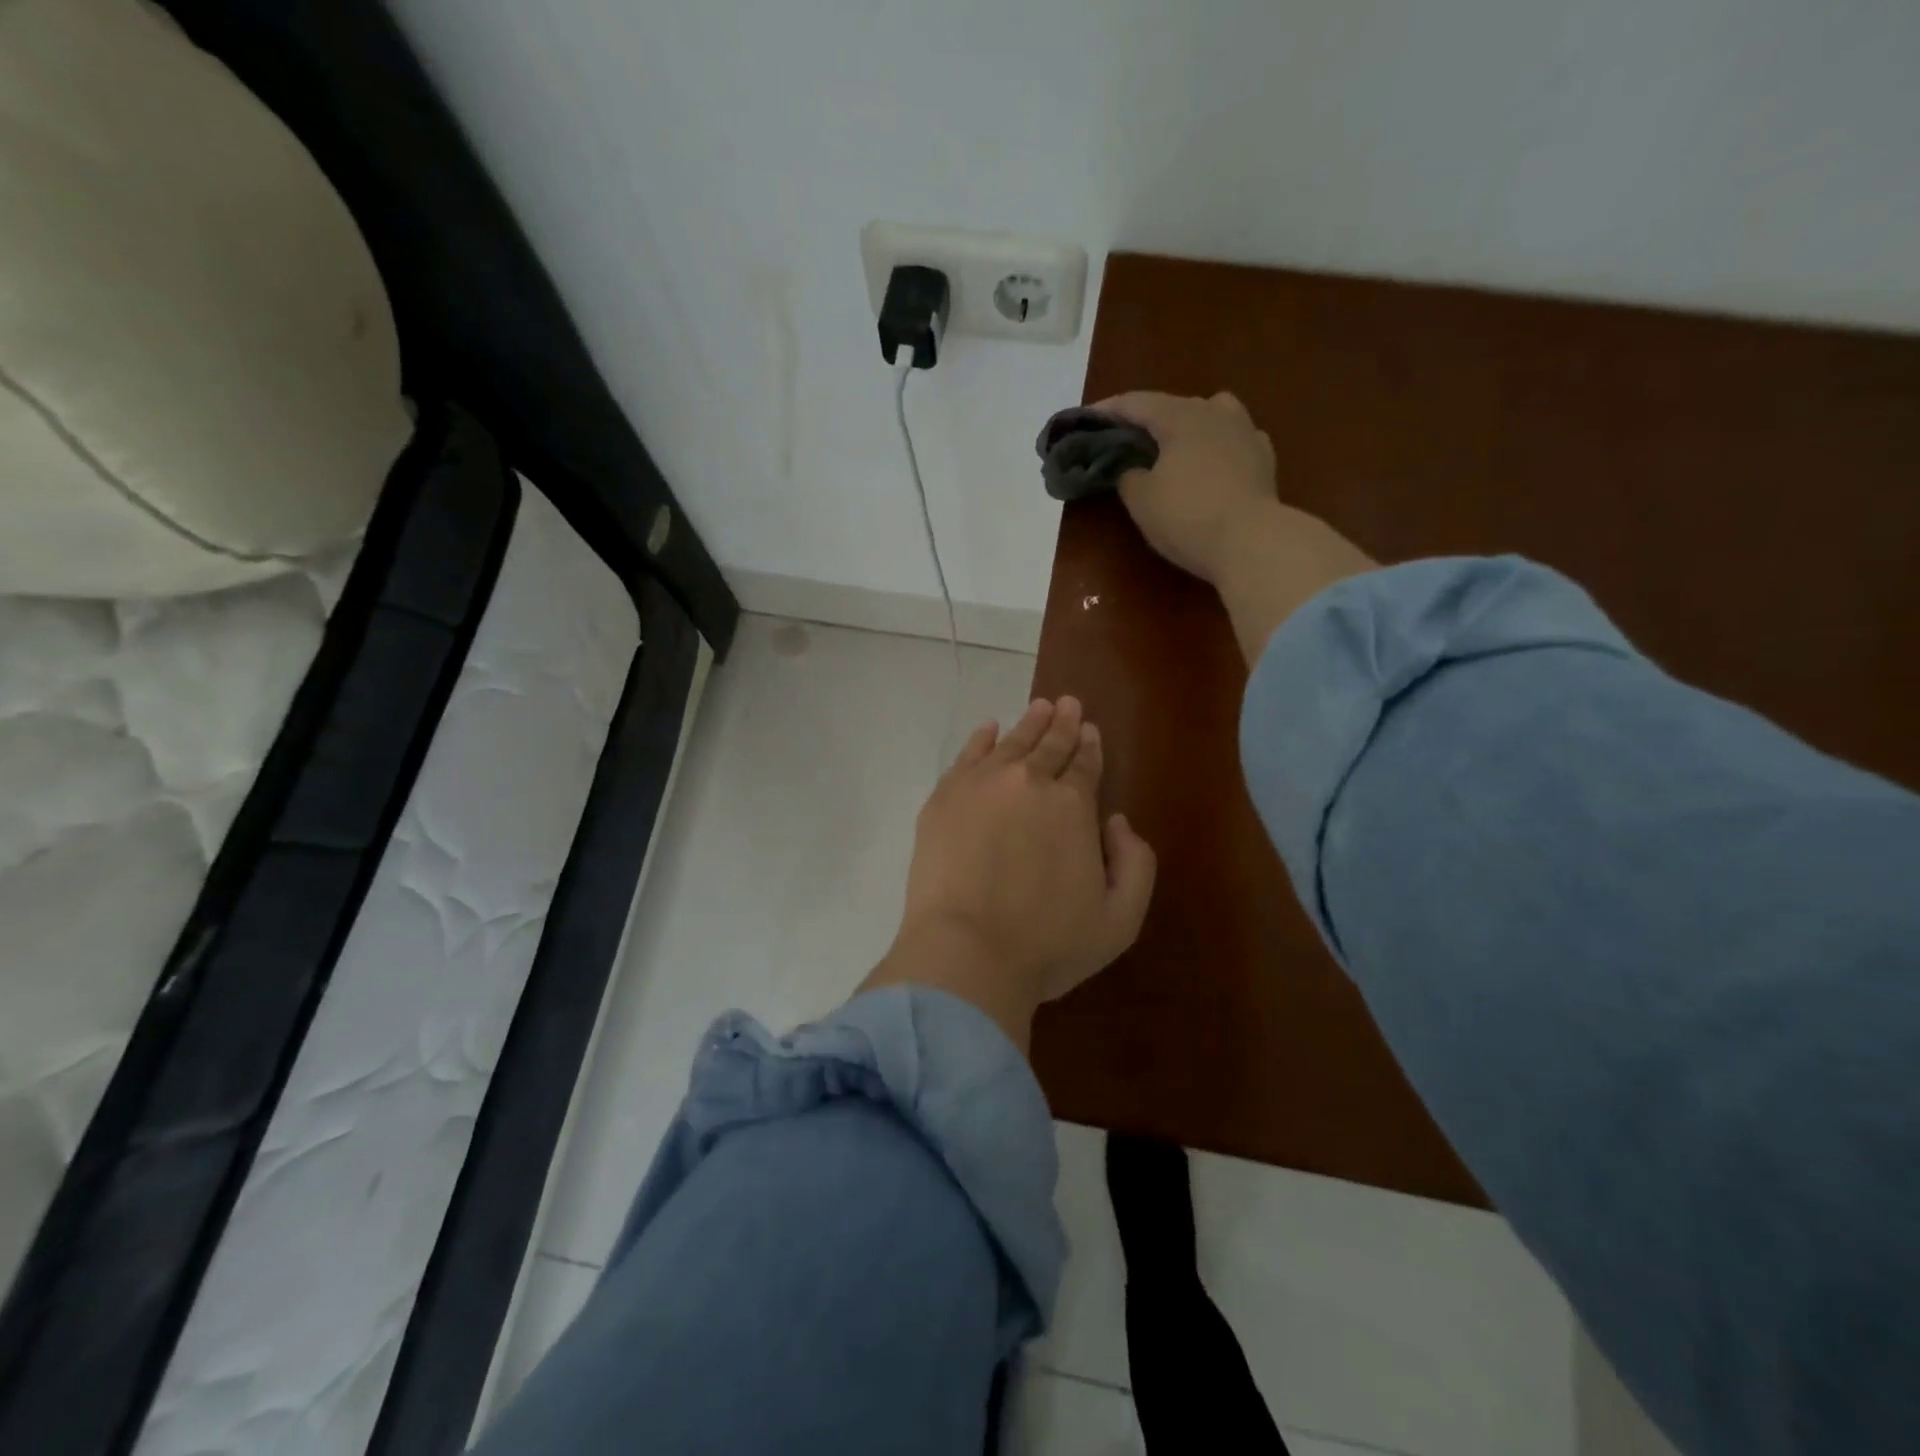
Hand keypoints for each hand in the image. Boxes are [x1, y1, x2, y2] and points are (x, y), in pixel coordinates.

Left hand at [862, 697, 1156, 1052]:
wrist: (967, 952)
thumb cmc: (1048, 944)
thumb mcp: (1120, 918)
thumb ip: (1135, 863)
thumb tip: (1117, 821)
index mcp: (1073, 806)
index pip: (1084, 765)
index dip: (1089, 746)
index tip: (1089, 730)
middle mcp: (1029, 782)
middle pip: (1049, 745)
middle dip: (1062, 723)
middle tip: (1067, 703)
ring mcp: (981, 785)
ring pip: (1010, 742)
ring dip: (1028, 723)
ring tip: (1038, 707)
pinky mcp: (944, 798)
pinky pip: (967, 755)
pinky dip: (981, 738)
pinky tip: (989, 729)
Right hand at [1095, 390, 1280, 586]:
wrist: (1250, 542)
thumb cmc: (1187, 515)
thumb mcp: (1140, 499)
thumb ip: (1128, 475)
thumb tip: (1131, 468)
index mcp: (1179, 416)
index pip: (1135, 403)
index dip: (1107, 410)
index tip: (1085, 420)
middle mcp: (1214, 412)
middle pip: (1173, 406)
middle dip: (1147, 420)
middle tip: (1125, 439)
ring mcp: (1245, 432)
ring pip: (1210, 415)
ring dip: (1188, 426)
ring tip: (1174, 445)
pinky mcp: (1264, 458)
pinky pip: (1233, 441)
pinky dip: (1215, 447)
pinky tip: (1211, 463)